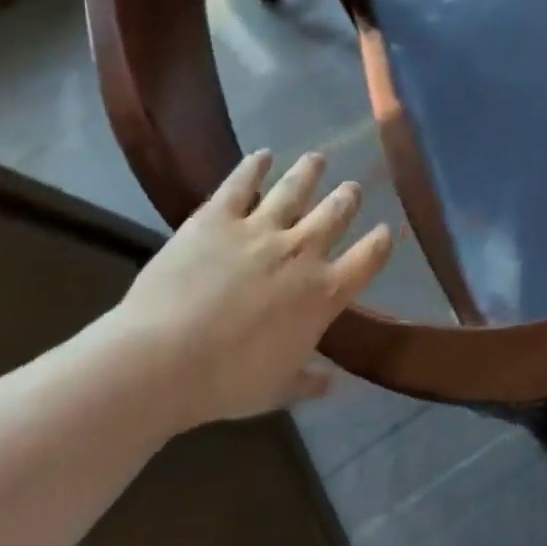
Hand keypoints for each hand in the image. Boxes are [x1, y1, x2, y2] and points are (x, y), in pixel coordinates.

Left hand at [106, 149, 391, 430]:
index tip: (384, 231)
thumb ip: (309, 381)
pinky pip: (242, 183)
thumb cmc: (226, 383)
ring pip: (296, 188)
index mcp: (323, 294)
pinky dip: (254, 166)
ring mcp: (260, 229)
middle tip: (350, 189)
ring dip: (310, 171)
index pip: (368, 259)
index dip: (380, 242)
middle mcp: (302, 251)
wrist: (162, 361)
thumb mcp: (276, 390)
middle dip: (347, 198)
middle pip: (336, 213)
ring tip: (317, 158)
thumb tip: (334, 384)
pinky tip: (261, 155)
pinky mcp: (218, 217)